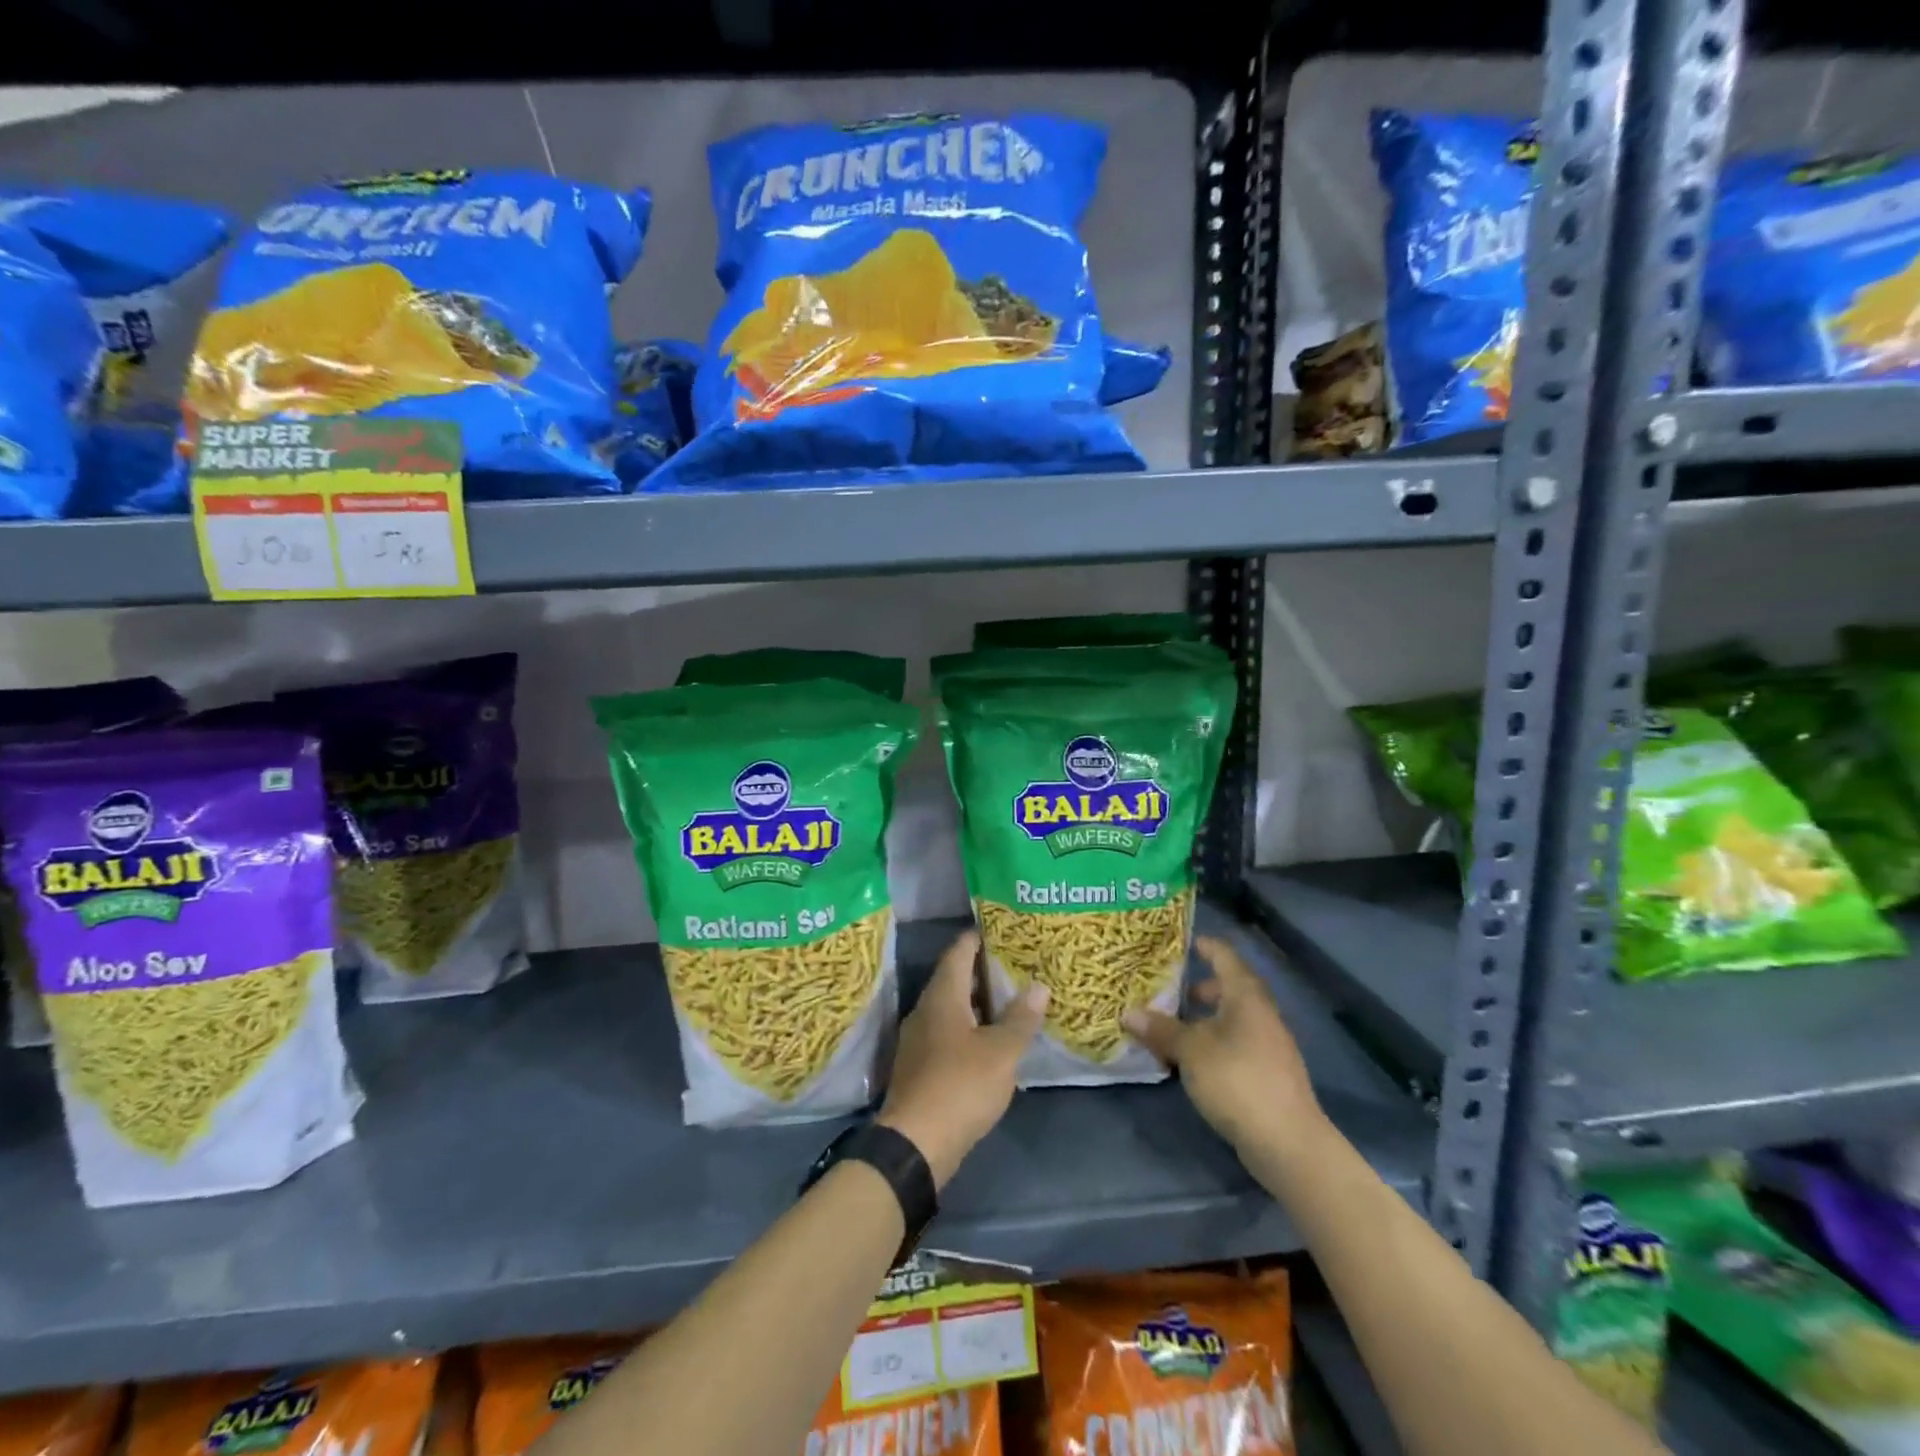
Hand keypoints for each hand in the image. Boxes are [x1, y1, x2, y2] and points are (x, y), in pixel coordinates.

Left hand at [879, 929, 1047, 1187]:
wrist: (915, 1144)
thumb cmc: (960, 1086)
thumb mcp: (1001, 1052)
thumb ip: (1021, 1018)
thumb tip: (1039, 985)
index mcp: (942, 996)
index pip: (959, 951)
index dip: (979, 937)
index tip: (1004, 929)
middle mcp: (925, 1010)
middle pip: (954, 978)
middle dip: (984, 970)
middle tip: (1018, 964)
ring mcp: (919, 1039)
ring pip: (951, 1008)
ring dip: (978, 1002)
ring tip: (1011, 1000)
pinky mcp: (920, 1066)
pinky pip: (947, 1033)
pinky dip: (970, 1028)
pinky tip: (992, 1040)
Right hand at [1122, 935, 1327, 1162]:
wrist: (1288, 1142)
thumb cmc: (1237, 1080)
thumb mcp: (1191, 1051)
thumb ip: (1161, 1029)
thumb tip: (1128, 1013)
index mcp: (1246, 997)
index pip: (1225, 957)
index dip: (1205, 947)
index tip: (1182, 943)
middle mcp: (1261, 1014)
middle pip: (1230, 988)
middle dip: (1200, 988)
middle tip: (1169, 991)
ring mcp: (1269, 1045)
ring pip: (1233, 1019)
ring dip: (1205, 1019)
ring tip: (1174, 1028)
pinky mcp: (1268, 1073)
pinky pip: (1237, 1043)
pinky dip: (1214, 1042)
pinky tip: (1193, 1060)